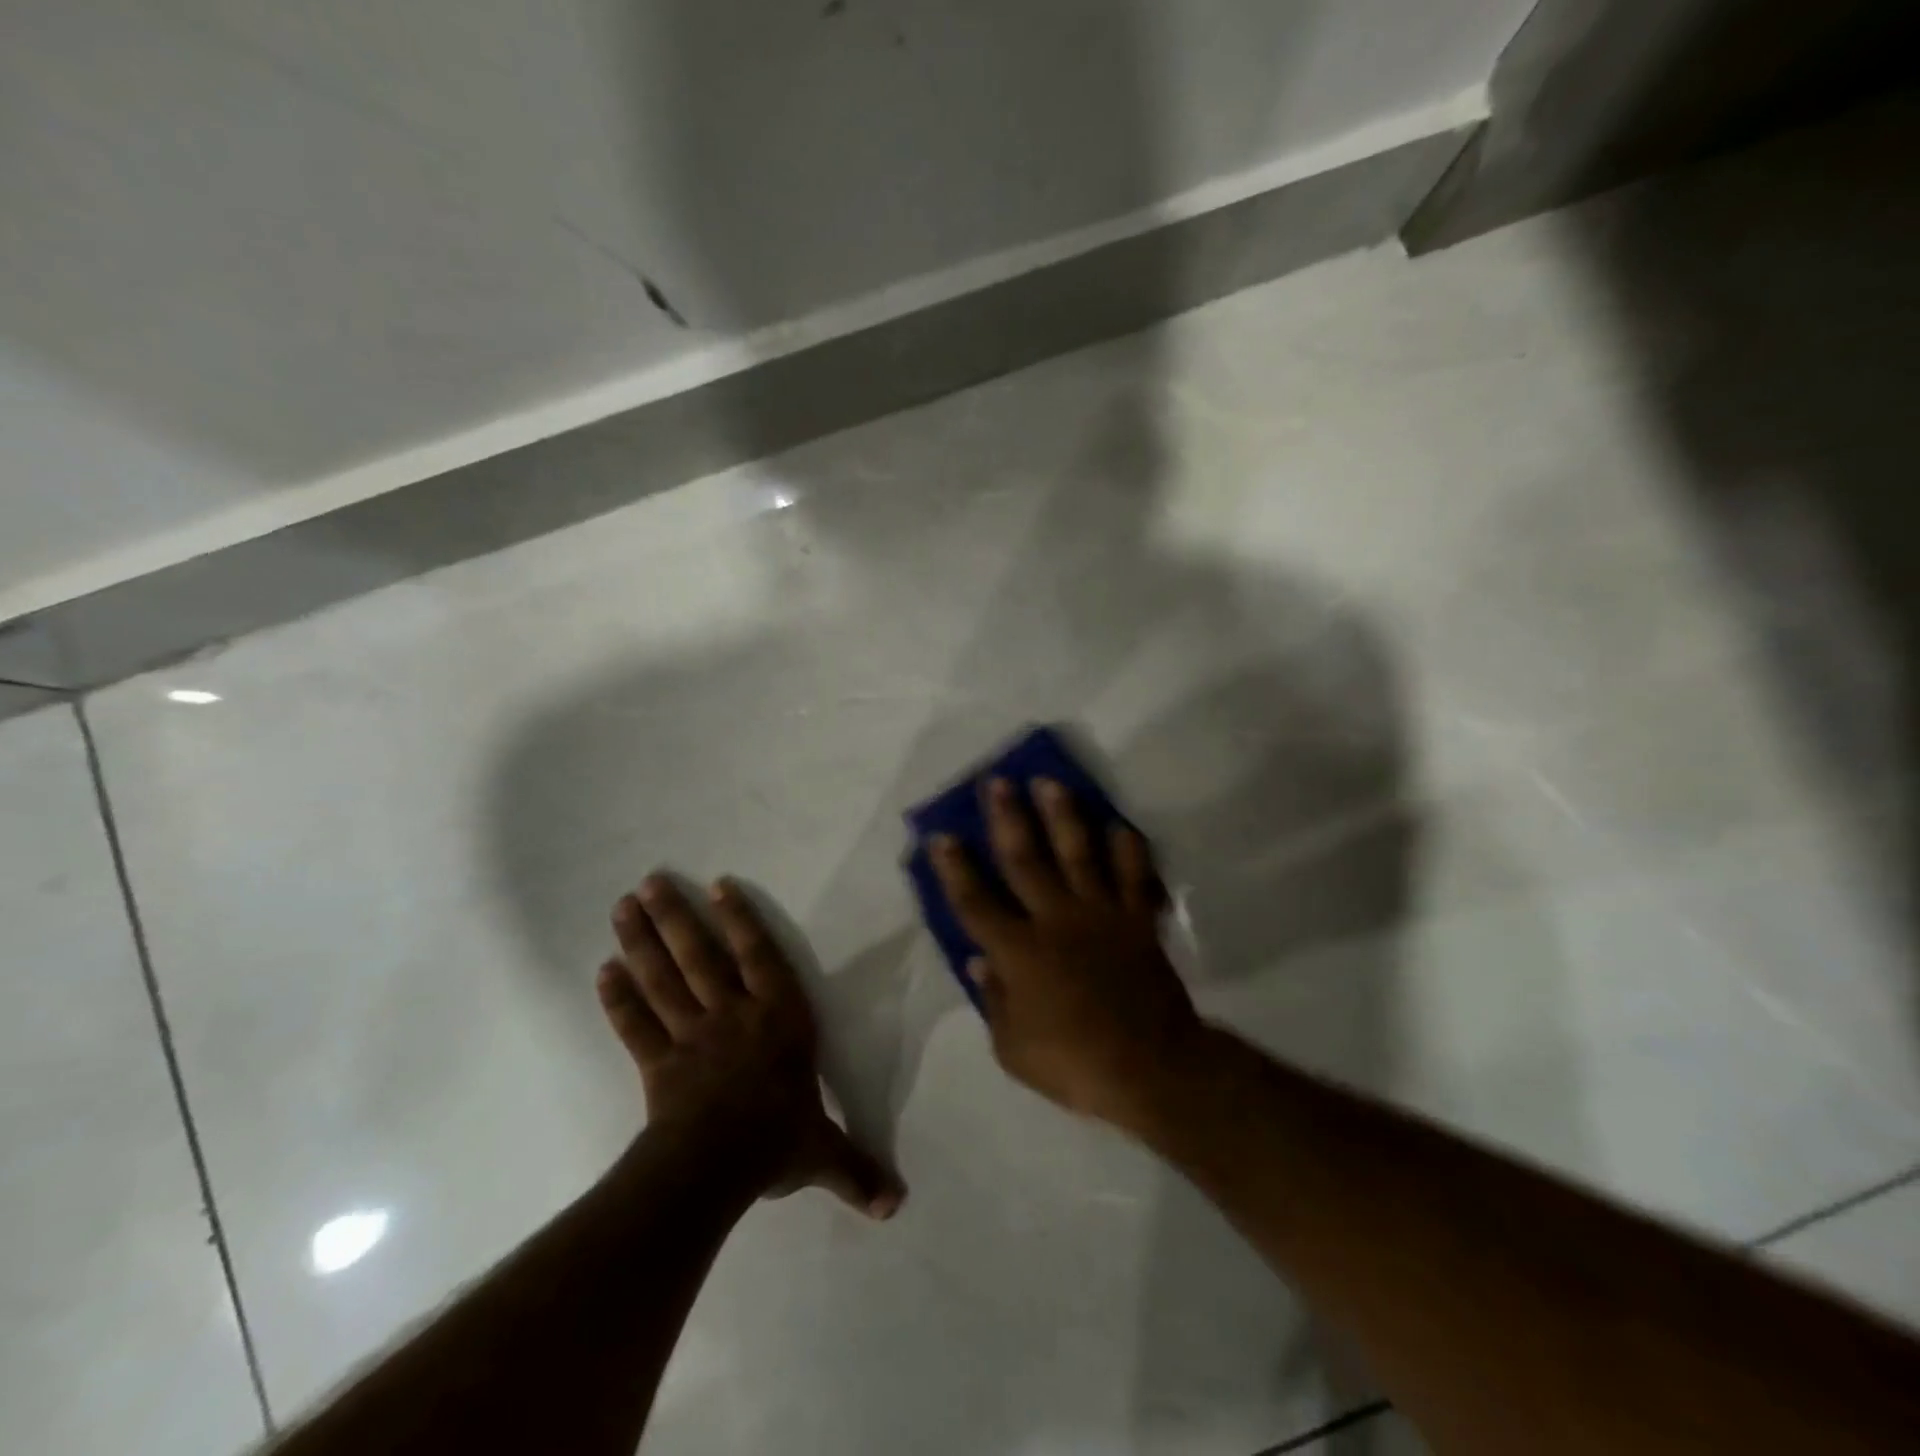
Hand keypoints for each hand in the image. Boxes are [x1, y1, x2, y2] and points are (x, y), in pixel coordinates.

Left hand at [598, 875, 905, 1218]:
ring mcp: (691, 1035)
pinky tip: (603, 971)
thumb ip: (856, 1168)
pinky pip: (636, 1025)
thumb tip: (897, 1207)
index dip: (740, 920)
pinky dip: (619, 999)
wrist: (715, 1167)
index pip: (760, 958)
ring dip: (642, 942)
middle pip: (699, 957)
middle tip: (649, 881)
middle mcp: (733, 1014)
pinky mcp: (658, 1062)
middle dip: (675, 917)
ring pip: (664, 980)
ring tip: (623, 906)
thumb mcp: (824, 1151)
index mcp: (778, 1018)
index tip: (717, 885)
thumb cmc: (777, 1141)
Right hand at [930, 777, 1204, 1129]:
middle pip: (1025, 859)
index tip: (942, 835)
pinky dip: (1129, 849)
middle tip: (997, 782)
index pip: (976, 902)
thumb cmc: (1074, 1063)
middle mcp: (1056, 920)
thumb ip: (994, 1001)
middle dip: (1007, 818)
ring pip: (1078, 853)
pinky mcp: (1137, 919)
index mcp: (1019, 952)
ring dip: (1063, 815)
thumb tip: (978, 961)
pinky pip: (1134, 875)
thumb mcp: (1013, 1049)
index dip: (955, 868)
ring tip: (1051, 782)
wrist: (1151, 1068)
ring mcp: (1100, 914)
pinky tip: (1119, 824)